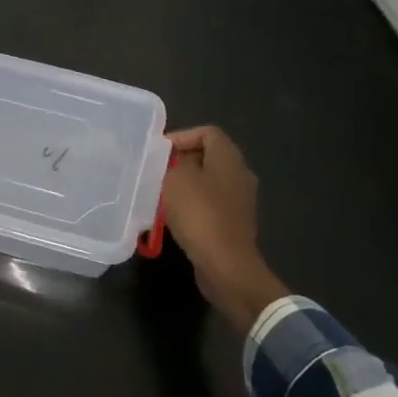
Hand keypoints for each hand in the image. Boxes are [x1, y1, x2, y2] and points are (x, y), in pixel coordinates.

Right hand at [161, 126, 290, 332]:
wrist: (225, 264)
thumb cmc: (199, 214)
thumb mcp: (176, 180)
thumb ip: (172, 163)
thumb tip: (174, 162)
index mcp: (229, 158)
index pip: (207, 132)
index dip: (182, 136)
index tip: (159, 153)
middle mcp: (240, 174)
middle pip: (208, 157)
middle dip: (181, 162)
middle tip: (157, 173)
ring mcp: (240, 200)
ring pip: (208, 182)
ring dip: (185, 186)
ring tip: (161, 195)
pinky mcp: (234, 222)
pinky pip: (210, 204)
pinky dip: (192, 206)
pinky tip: (174, 217)